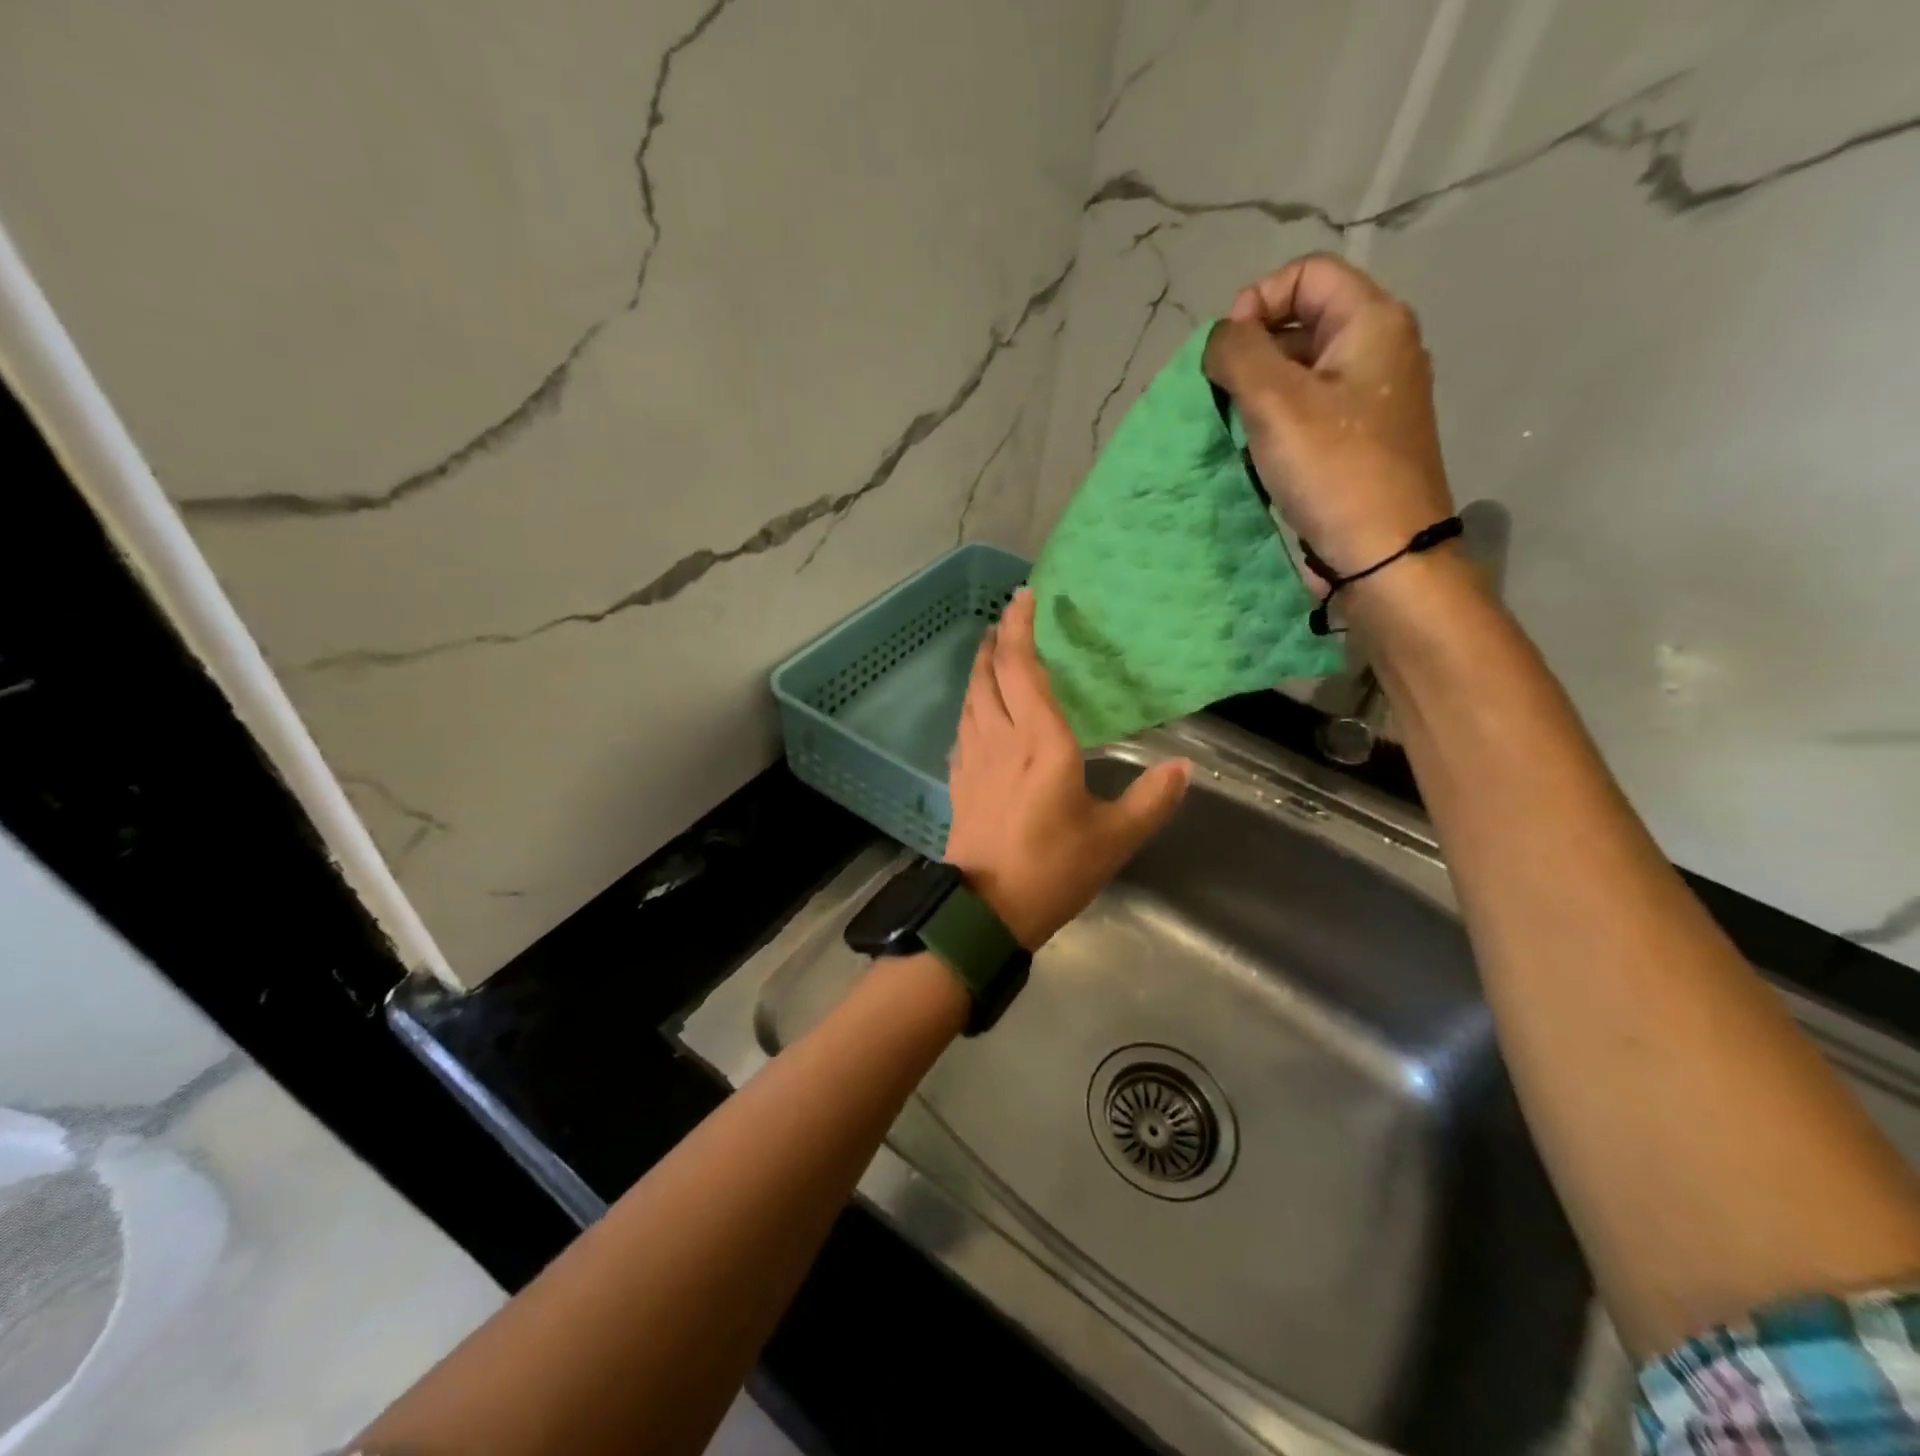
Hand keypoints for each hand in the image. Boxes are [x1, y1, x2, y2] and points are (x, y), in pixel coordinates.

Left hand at [945, 590, 1189, 949]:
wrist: (986, 911)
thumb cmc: (1053, 870)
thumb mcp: (1113, 839)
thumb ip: (1151, 800)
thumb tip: (1184, 769)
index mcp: (1041, 742)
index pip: (1025, 669)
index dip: (1022, 628)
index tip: (1024, 597)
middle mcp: (1002, 739)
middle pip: (990, 675)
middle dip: (997, 641)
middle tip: (1006, 619)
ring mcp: (974, 759)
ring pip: (971, 698)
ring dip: (980, 669)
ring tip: (991, 653)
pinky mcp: (960, 782)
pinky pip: (963, 728)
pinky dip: (971, 706)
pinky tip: (977, 712)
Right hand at [1203, 254, 1456, 582]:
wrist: (1383, 554)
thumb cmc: (1333, 469)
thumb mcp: (1275, 401)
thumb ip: (1237, 353)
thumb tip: (1220, 338)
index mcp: (1373, 321)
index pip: (1307, 274)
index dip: (1256, 301)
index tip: (1226, 354)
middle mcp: (1381, 349)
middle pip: (1303, 321)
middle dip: (1253, 353)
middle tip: (1225, 397)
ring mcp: (1374, 398)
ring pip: (1302, 371)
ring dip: (1260, 393)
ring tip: (1240, 430)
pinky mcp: (1361, 440)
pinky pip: (1311, 410)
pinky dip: (1279, 423)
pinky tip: (1263, 455)